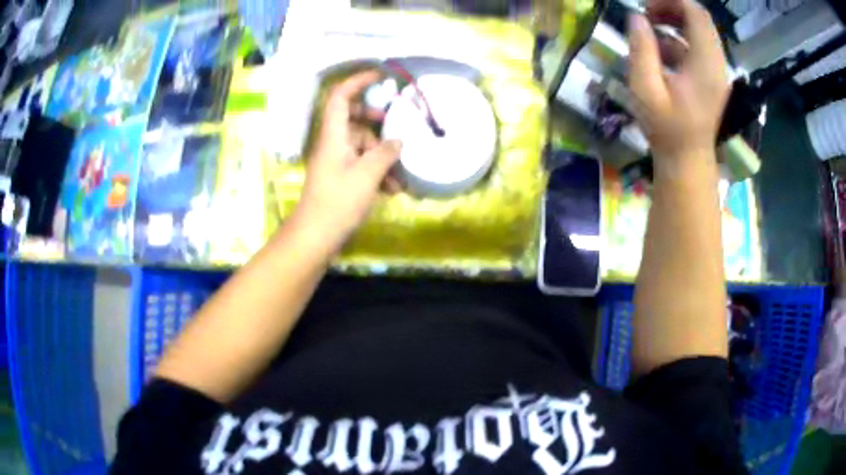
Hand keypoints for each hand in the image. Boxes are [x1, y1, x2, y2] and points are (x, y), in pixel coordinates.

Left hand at [296, 71, 401, 253]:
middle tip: (397, 127)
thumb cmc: (338, 201)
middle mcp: (333, 144)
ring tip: (400, 177)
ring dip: (382, 157)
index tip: (379, 77)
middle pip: (354, 120)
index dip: (357, 82)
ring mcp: (336, 162)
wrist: (316, 236)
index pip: (340, 97)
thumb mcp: (367, 174)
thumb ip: (385, 153)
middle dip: (378, 124)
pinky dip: (377, 173)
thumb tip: (398, 142)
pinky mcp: (340, 179)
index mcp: (333, 135)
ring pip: (362, 147)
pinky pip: (361, 166)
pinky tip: (393, 190)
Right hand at [628, 0, 729, 162]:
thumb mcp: (646, 90)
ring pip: (700, 31)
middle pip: (700, 19)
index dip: (672, 1)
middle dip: (672, 9)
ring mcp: (717, 71)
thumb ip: (641, 50)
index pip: (697, 14)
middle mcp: (717, 64)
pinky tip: (660, 51)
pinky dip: (679, 40)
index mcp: (706, 64)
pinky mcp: (713, 78)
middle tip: (647, 15)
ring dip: (675, 23)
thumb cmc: (666, 130)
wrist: (687, 160)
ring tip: (650, 30)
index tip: (646, 6)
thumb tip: (636, 18)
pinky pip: (698, 47)